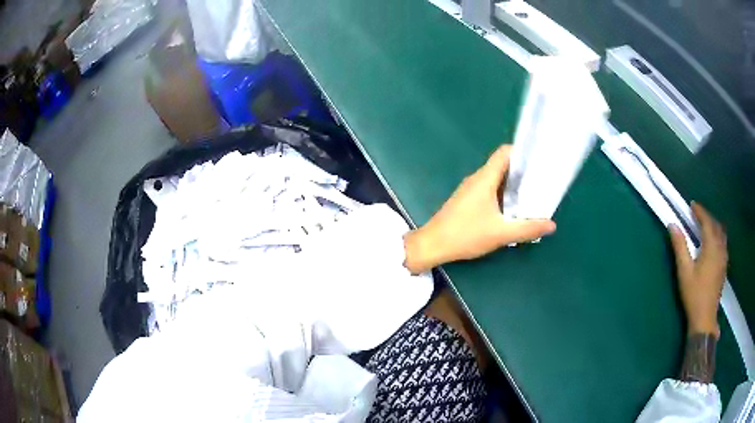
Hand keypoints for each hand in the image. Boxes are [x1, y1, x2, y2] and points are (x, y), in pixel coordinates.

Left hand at [404, 145, 555, 273]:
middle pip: (503, 166)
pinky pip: (489, 190)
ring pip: (496, 179)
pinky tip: (513, 209)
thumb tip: (551, 225)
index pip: (504, 153)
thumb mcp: (501, 233)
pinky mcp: (467, 200)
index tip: (539, 160)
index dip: (522, 152)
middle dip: (523, 172)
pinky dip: (503, 195)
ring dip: (513, 185)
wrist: (432, 245)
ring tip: (532, 195)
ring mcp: (470, 189)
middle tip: (541, 181)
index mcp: (485, 178)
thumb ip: (527, 229)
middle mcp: (477, 179)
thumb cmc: (465, 234)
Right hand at [669, 202, 727, 338]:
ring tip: (706, 226)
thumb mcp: (684, 271)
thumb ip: (680, 246)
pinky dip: (718, 236)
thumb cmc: (694, 294)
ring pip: (721, 234)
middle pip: (716, 226)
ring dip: (714, 226)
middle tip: (698, 215)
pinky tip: (713, 243)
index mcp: (711, 246)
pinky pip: (723, 244)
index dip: (700, 211)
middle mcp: (720, 248)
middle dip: (707, 217)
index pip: (707, 222)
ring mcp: (724, 258)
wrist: (704, 318)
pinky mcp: (724, 267)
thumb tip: (672, 225)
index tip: (692, 205)